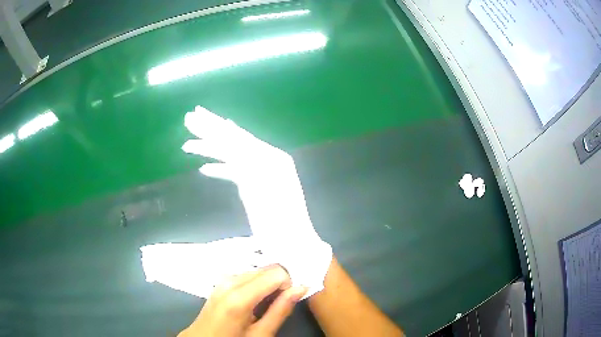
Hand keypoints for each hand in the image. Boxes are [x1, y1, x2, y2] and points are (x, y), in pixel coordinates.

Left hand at [179, 265, 306, 336]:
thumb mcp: (261, 333)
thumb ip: (281, 310)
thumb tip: (301, 288)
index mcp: (239, 296)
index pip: (277, 272)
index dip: (288, 286)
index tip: (285, 302)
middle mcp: (230, 280)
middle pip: (267, 269)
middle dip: (278, 283)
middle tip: (276, 305)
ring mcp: (223, 278)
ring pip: (258, 270)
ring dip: (267, 285)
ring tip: (263, 306)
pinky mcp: (220, 280)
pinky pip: (246, 275)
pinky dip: (257, 284)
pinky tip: (253, 302)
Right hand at [182, 106, 331, 296]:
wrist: (293, 242)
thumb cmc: (280, 220)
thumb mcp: (261, 189)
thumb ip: (243, 161)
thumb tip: (228, 135)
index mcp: (269, 157)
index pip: (236, 137)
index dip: (214, 126)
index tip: (196, 114)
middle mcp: (266, 159)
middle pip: (233, 140)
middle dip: (210, 129)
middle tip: (190, 117)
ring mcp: (261, 173)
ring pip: (231, 155)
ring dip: (209, 149)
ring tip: (188, 144)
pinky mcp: (256, 186)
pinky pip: (235, 172)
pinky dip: (220, 169)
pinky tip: (204, 168)